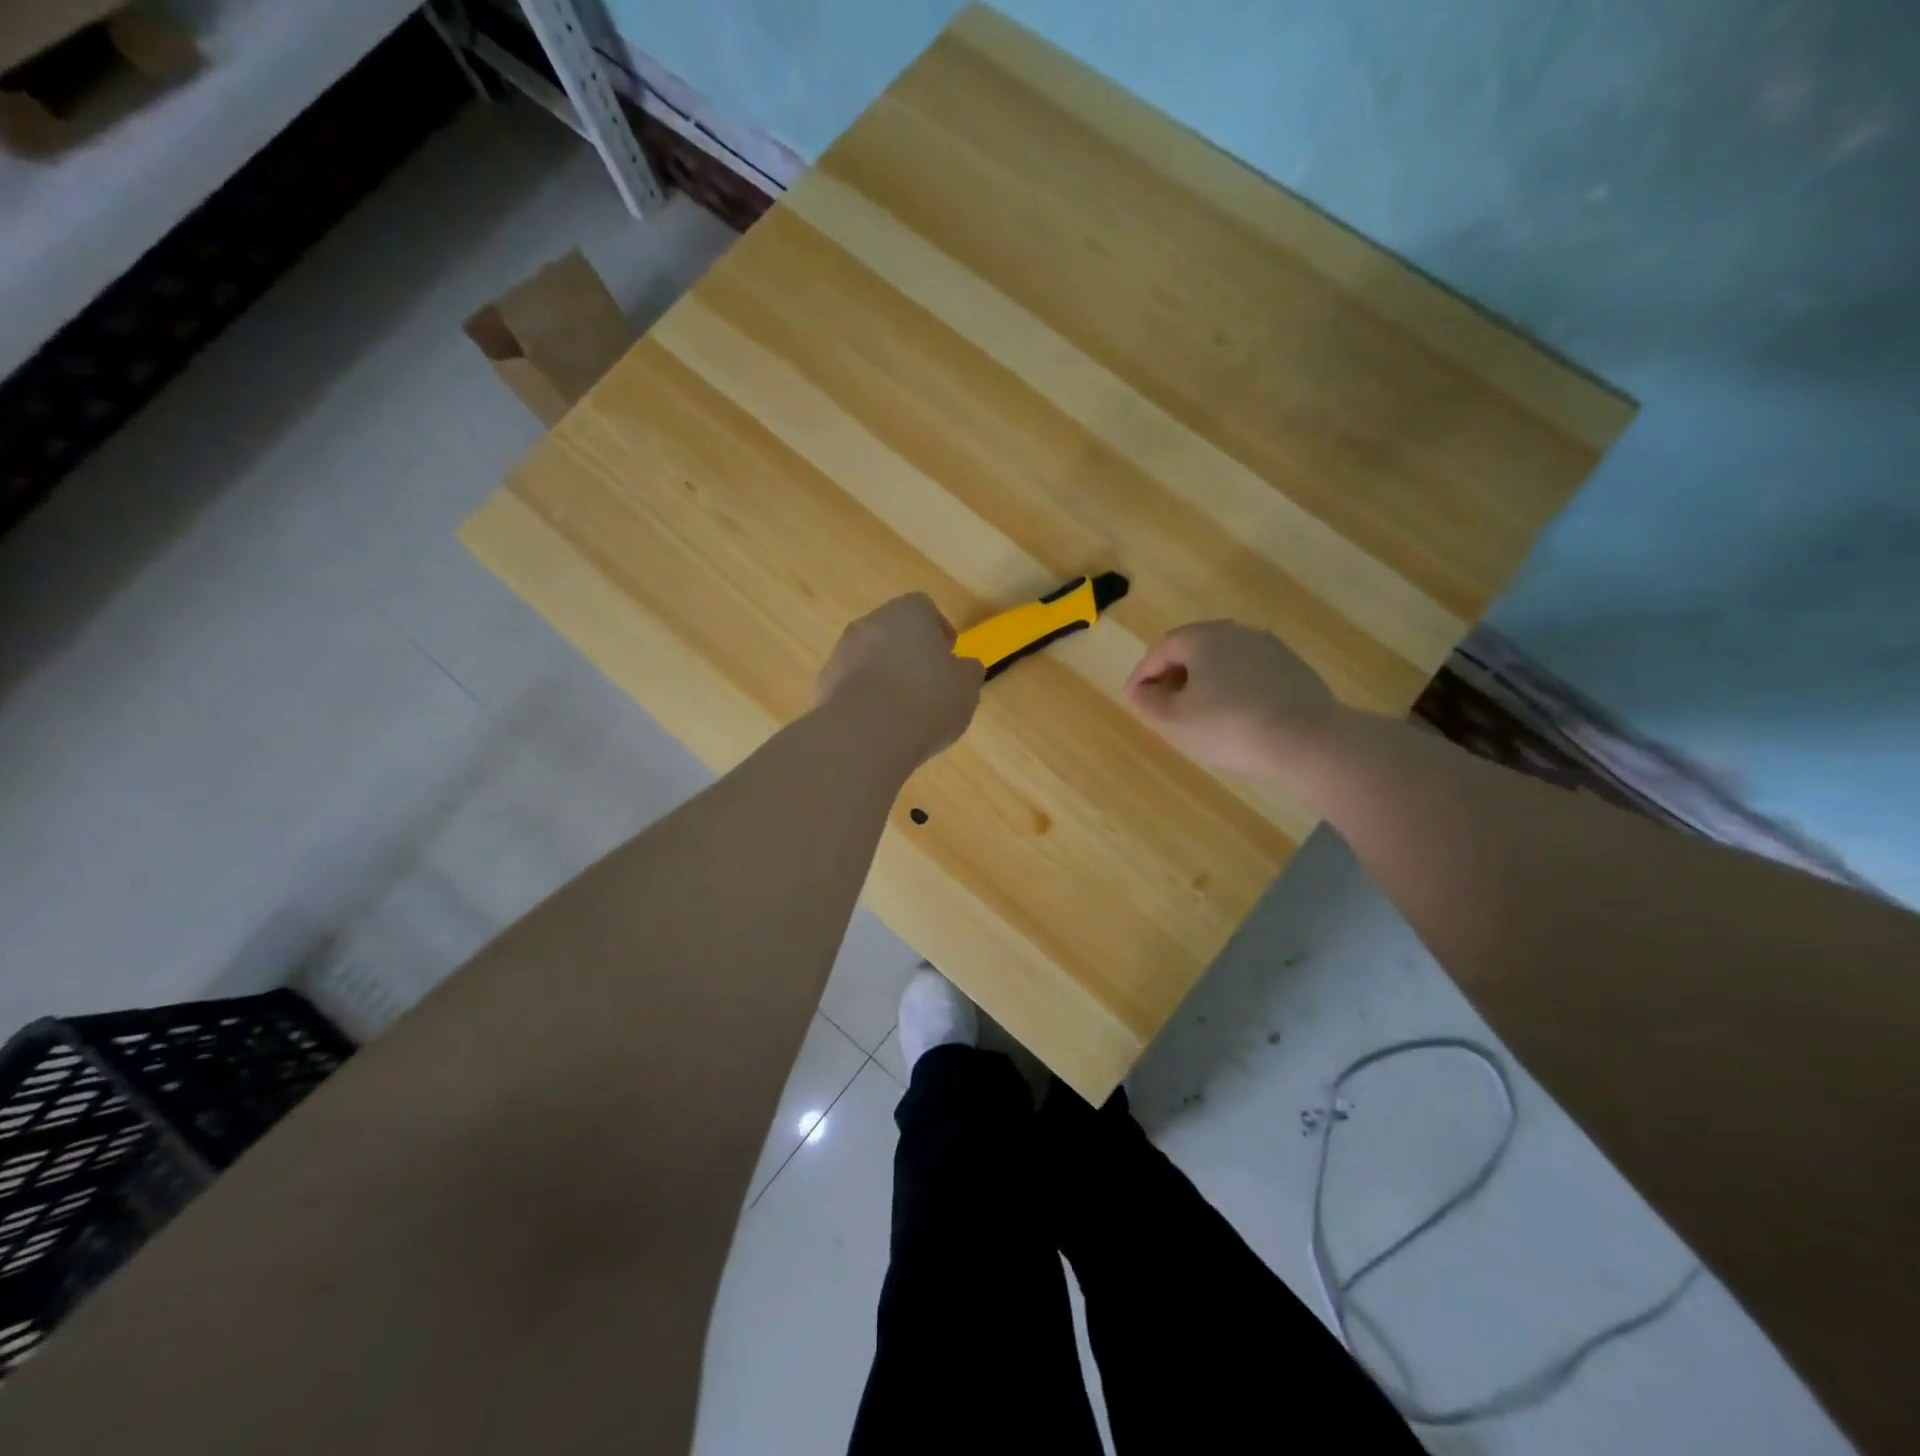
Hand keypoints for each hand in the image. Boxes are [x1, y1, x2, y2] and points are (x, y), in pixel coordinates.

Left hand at [817, 594, 983, 766]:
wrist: (866, 734)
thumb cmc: (927, 699)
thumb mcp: (966, 687)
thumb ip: (968, 671)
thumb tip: (966, 667)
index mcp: (907, 613)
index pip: (924, 607)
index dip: (938, 630)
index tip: (948, 655)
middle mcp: (870, 623)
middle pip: (892, 631)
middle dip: (908, 652)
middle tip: (927, 682)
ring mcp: (841, 652)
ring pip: (869, 658)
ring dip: (884, 675)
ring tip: (903, 710)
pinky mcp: (823, 684)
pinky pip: (851, 685)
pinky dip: (864, 698)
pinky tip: (878, 726)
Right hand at [1123, 621, 1338, 778]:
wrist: (1307, 742)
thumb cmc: (1228, 727)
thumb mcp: (1174, 719)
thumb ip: (1149, 701)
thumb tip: (1141, 690)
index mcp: (1204, 637)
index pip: (1161, 649)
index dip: (1142, 675)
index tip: (1132, 700)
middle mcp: (1237, 632)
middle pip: (1194, 650)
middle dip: (1173, 675)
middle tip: (1161, 705)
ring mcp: (1270, 649)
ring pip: (1224, 661)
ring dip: (1204, 682)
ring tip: (1196, 713)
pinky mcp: (1294, 669)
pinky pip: (1250, 674)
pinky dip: (1233, 689)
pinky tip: (1234, 717)